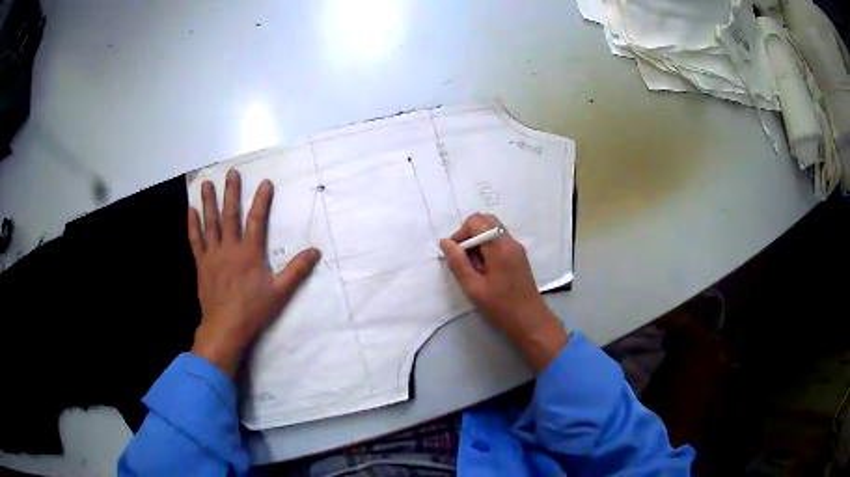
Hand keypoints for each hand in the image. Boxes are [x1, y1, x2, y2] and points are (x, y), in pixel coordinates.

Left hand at [188, 170, 320, 375]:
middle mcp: (230, 248)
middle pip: (230, 215)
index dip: (262, 200)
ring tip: (206, 184)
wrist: (225, 327)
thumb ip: (297, 270)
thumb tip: (315, 251)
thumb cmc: (253, 310)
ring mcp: (213, 255)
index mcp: (250, 252)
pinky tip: (191, 211)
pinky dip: (193, 225)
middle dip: (231, 192)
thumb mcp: (280, 292)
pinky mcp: (201, 264)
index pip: (257, 220)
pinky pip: (195, 241)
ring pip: (210, 223)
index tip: (265, 182)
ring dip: (208, 202)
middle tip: (231, 173)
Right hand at [439, 213, 568, 370]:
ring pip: (493, 230)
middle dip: (469, 233)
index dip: (460, 233)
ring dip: (478, 240)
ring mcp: (517, 248)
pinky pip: (499, 240)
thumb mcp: (474, 287)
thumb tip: (445, 242)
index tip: (455, 254)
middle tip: (462, 256)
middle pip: (486, 221)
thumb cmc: (501, 307)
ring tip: (472, 265)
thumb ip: (458, 262)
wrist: (530, 321)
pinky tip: (484, 269)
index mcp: (500, 247)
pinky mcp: (519, 256)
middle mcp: (510, 242)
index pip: (476, 222)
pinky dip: (488, 247)